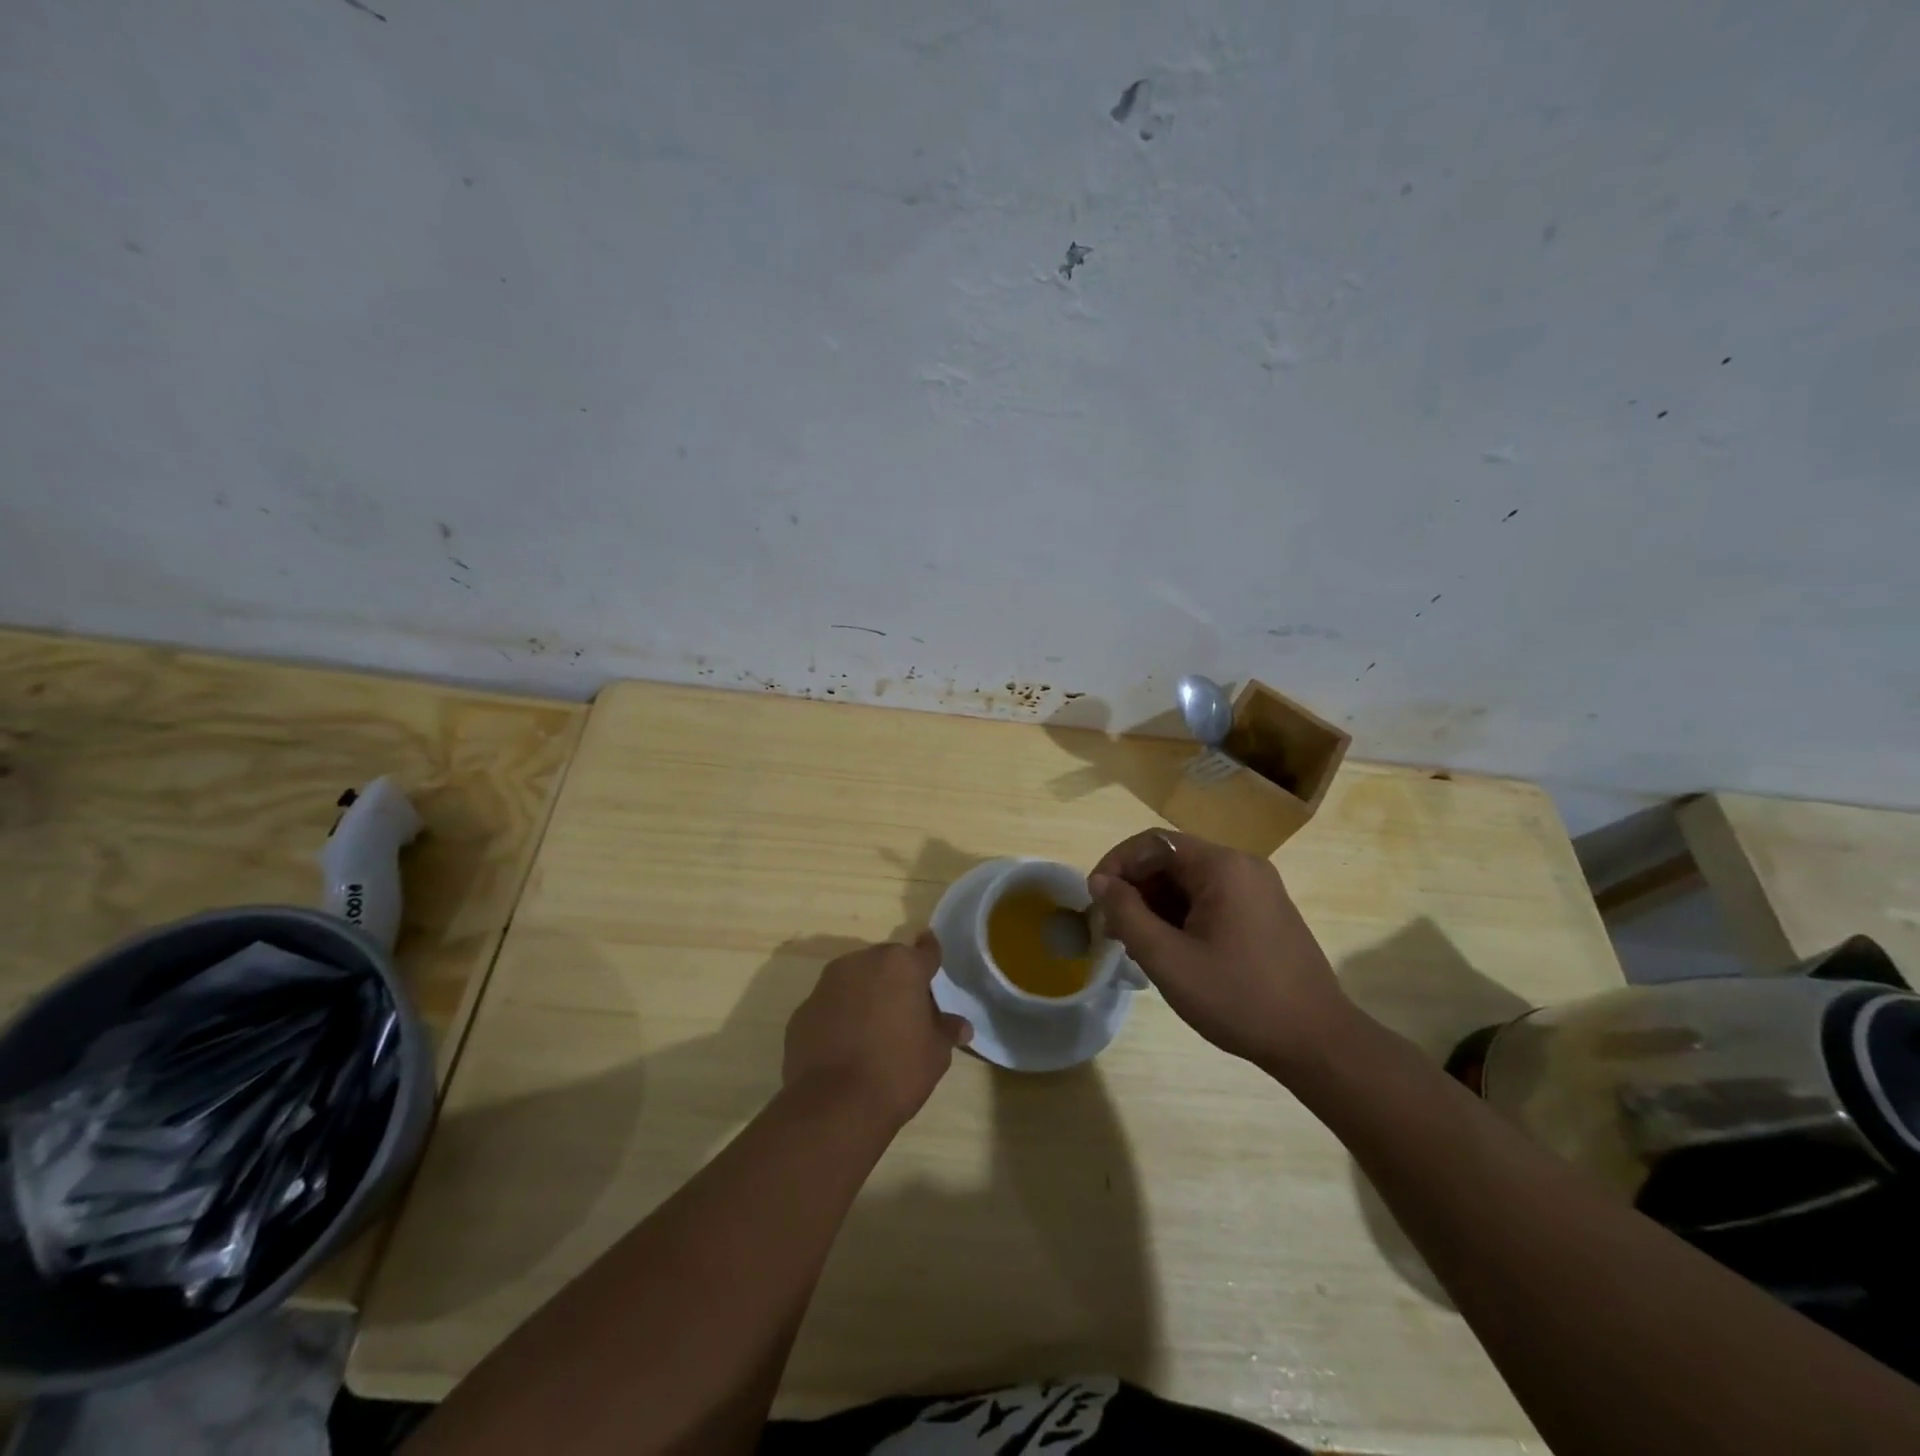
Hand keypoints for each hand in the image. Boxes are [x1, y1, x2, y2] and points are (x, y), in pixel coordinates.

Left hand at [783, 934, 972, 1129]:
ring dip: (865, 995)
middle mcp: (862, 962)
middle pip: (886, 963)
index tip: (933, 961)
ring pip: (854, 980)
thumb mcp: (935, 1054)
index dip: (931, 957)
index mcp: (901, 965)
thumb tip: (960, 1025)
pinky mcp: (802, 1010)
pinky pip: (830, 1006)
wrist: (833, 1106)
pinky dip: (839, 1017)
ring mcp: (827, 984)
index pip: (925, 951)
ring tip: (874, 1031)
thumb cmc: (897, 1071)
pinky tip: (845, 1047)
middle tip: (906, 1011)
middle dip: (896, 980)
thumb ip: (946, 1030)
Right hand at [1088, 830, 1358, 1075]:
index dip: (1116, 864)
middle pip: (1171, 860)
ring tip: (1136, 945)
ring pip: (1189, 882)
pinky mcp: (1264, 913)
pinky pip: (1210, 899)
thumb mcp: (1169, 959)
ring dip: (1155, 905)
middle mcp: (1242, 866)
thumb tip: (1100, 882)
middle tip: (1112, 929)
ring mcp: (1257, 890)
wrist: (1317, 1043)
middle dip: (1135, 889)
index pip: (1153, 843)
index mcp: (1222, 866)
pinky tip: (1169, 951)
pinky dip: (1181, 916)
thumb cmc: (1238, 998)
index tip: (1094, 900)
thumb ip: (1127, 914)